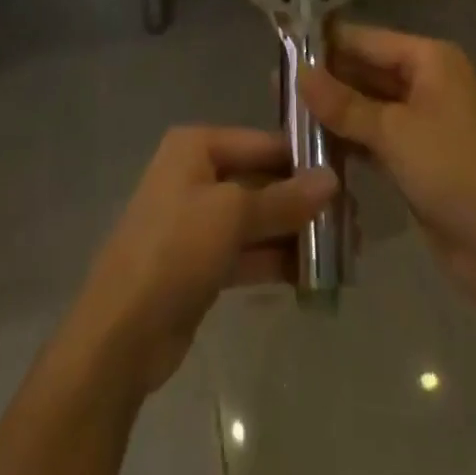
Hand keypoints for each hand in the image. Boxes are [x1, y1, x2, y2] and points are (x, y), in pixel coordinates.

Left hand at [63, 127, 335, 395]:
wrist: (121, 332)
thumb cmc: (175, 249)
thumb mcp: (232, 215)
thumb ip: (284, 199)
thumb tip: (332, 179)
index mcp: (197, 147)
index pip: (262, 142)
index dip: (303, 157)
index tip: (349, 174)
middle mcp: (197, 174)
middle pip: (262, 180)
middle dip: (304, 200)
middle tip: (354, 219)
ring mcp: (199, 220)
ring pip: (258, 219)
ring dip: (296, 234)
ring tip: (344, 250)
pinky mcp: (203, 263)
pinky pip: (248, 252)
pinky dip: (277, 261)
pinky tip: (315, 276)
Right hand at [300, 25, 475, 304]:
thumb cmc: (453, 170)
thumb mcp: (394, 132)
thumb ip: (343, 103)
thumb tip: (298, 73)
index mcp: (428, 59)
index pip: (366, 39)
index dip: (325, 44)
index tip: (280, 50)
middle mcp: (425, 81)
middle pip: (365, 70)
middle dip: (325, 81)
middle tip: (275, 89)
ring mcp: (420, 120)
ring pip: (366, 105)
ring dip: (332, 112)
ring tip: (284, 115)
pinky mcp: (414, 155)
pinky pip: (373, 136)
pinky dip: (347, 139)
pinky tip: (310, 145)